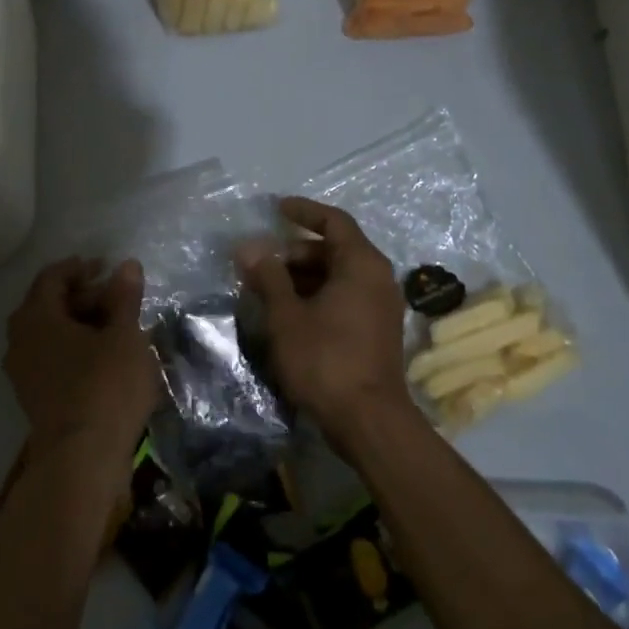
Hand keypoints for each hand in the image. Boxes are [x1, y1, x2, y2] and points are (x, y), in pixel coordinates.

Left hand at [4, 258, 157, 469]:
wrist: (82, 460)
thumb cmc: (105, 387)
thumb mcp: (125, 335)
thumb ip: (124, 297)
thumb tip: (126, 266)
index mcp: (36, 317)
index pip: (53, 277)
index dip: (81, 267)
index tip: (109, 268)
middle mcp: (20, 340)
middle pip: (48, 304)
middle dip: (82, 295)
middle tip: (117, 297)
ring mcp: (23, 371)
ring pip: (50, 333)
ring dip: (79, 323)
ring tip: (116, 326)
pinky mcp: (34, 396)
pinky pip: (52, 357)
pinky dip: (75, 347)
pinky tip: (103, 356)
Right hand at [241, 196, 414, 450]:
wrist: (368, 420)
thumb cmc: (326, 360)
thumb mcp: (288, 316)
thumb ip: (268, 277)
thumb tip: (248, 246)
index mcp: (362, 264)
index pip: (334, 221)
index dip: (304, 212)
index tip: (276, 208)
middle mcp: (378, 278)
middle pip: (335, 250)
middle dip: (295, 252)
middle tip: (260, 262)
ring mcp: (381, 306)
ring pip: (338, 276)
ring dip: (303, 277)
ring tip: (267, 289)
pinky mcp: (376, 331)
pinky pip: (345, 298)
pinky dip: (317, 296)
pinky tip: (289, 313)